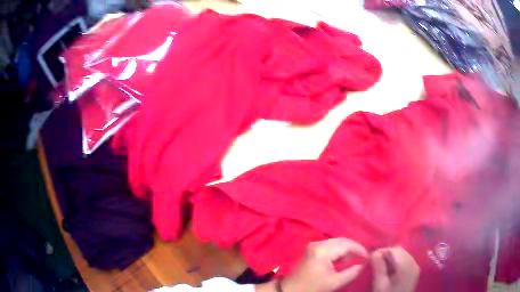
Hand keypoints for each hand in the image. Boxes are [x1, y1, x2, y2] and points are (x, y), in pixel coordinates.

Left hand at [280, 238, 367, 291]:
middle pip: (341, 240)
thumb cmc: (312, 287)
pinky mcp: (310, 248)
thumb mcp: (335, 282)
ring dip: (346, 249)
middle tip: (362, 257)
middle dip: (353, 248)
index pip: (347, 244)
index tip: (367, 257)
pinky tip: (342, 260)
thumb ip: (352, 272)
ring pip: (336, 242)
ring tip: (353, 260)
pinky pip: (329, 245)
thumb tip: (364, 264)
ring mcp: (313, 244)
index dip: (359, 249)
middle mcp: (318, 243)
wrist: (290, 290)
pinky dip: (338, 250)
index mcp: (323, 250)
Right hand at [370, 247, 419, 291]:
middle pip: (400, 250)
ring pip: (403, 253)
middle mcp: (414, 263)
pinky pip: (406, 259)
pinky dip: (397, 261)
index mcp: (406, 266)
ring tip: (381, 266)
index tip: (371, 258)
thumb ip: (378, 267)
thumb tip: (373, 252)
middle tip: (375, 262)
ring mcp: (416, 266)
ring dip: (392, 257)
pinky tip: (390, 269)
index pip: (394, 250)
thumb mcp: (379, 284)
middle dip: (387, 253)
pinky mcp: (415, 270)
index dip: (382, 251)